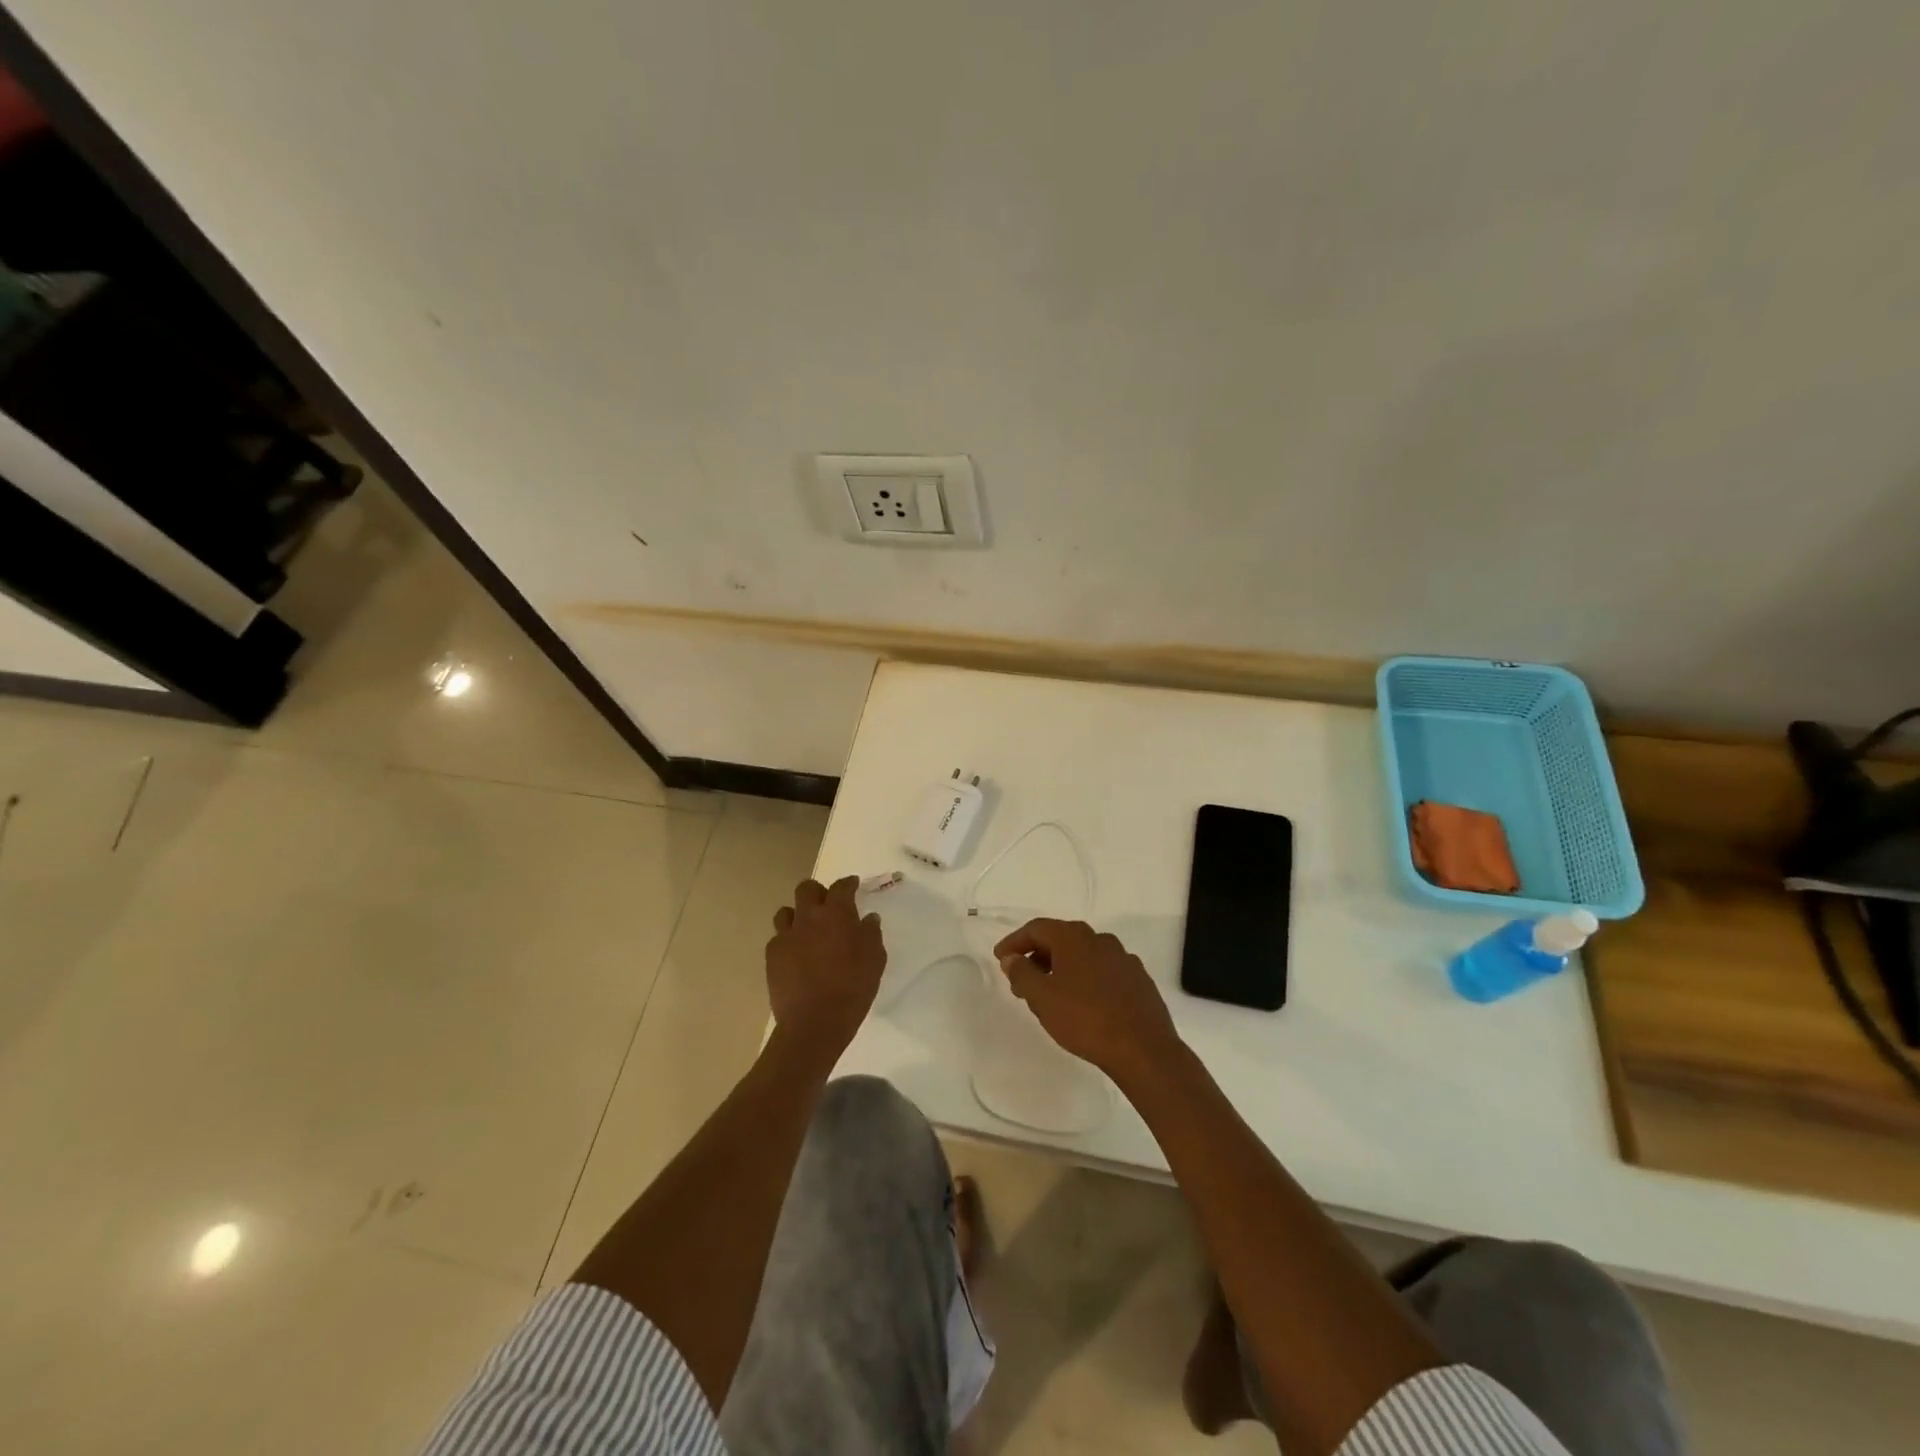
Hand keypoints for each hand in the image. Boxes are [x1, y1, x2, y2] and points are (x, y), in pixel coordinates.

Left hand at [765, 877, 885, 1053]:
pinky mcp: (772, 956)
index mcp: (836, 914)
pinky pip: (778, 938)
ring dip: (797, 915)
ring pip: (786, 912)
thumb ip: (871, 934)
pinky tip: (795, 955)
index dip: (848, 884)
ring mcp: (786, 936)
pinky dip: (787, 941)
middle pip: (806, 889)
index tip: (853, 885)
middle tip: (826, 905)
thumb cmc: (853, 988)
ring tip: (806, 929)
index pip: (841, 887)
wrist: (815, 1022)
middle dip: (817, 892)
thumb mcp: (875, 959)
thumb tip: (868, 919)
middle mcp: (808, 917)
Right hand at [993, 919, 1181, 1080]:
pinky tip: (1080, 1002)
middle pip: (1060, 939)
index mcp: (1074, 937)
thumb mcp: (1042, 998)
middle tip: (1020, 980)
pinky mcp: (1138, 979)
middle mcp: (1100, 939)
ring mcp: (1123, 958)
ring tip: (1048, 995)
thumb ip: (1022, 973)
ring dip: (1060, 968)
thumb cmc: (1085, 1019)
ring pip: (1082, 955)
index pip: (1036, 928)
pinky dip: (1084, 979)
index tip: (1000, 958)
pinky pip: (1102, 971)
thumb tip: (1012, 958)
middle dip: (1036, 957)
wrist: (1143, 1049)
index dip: (1014, 942)